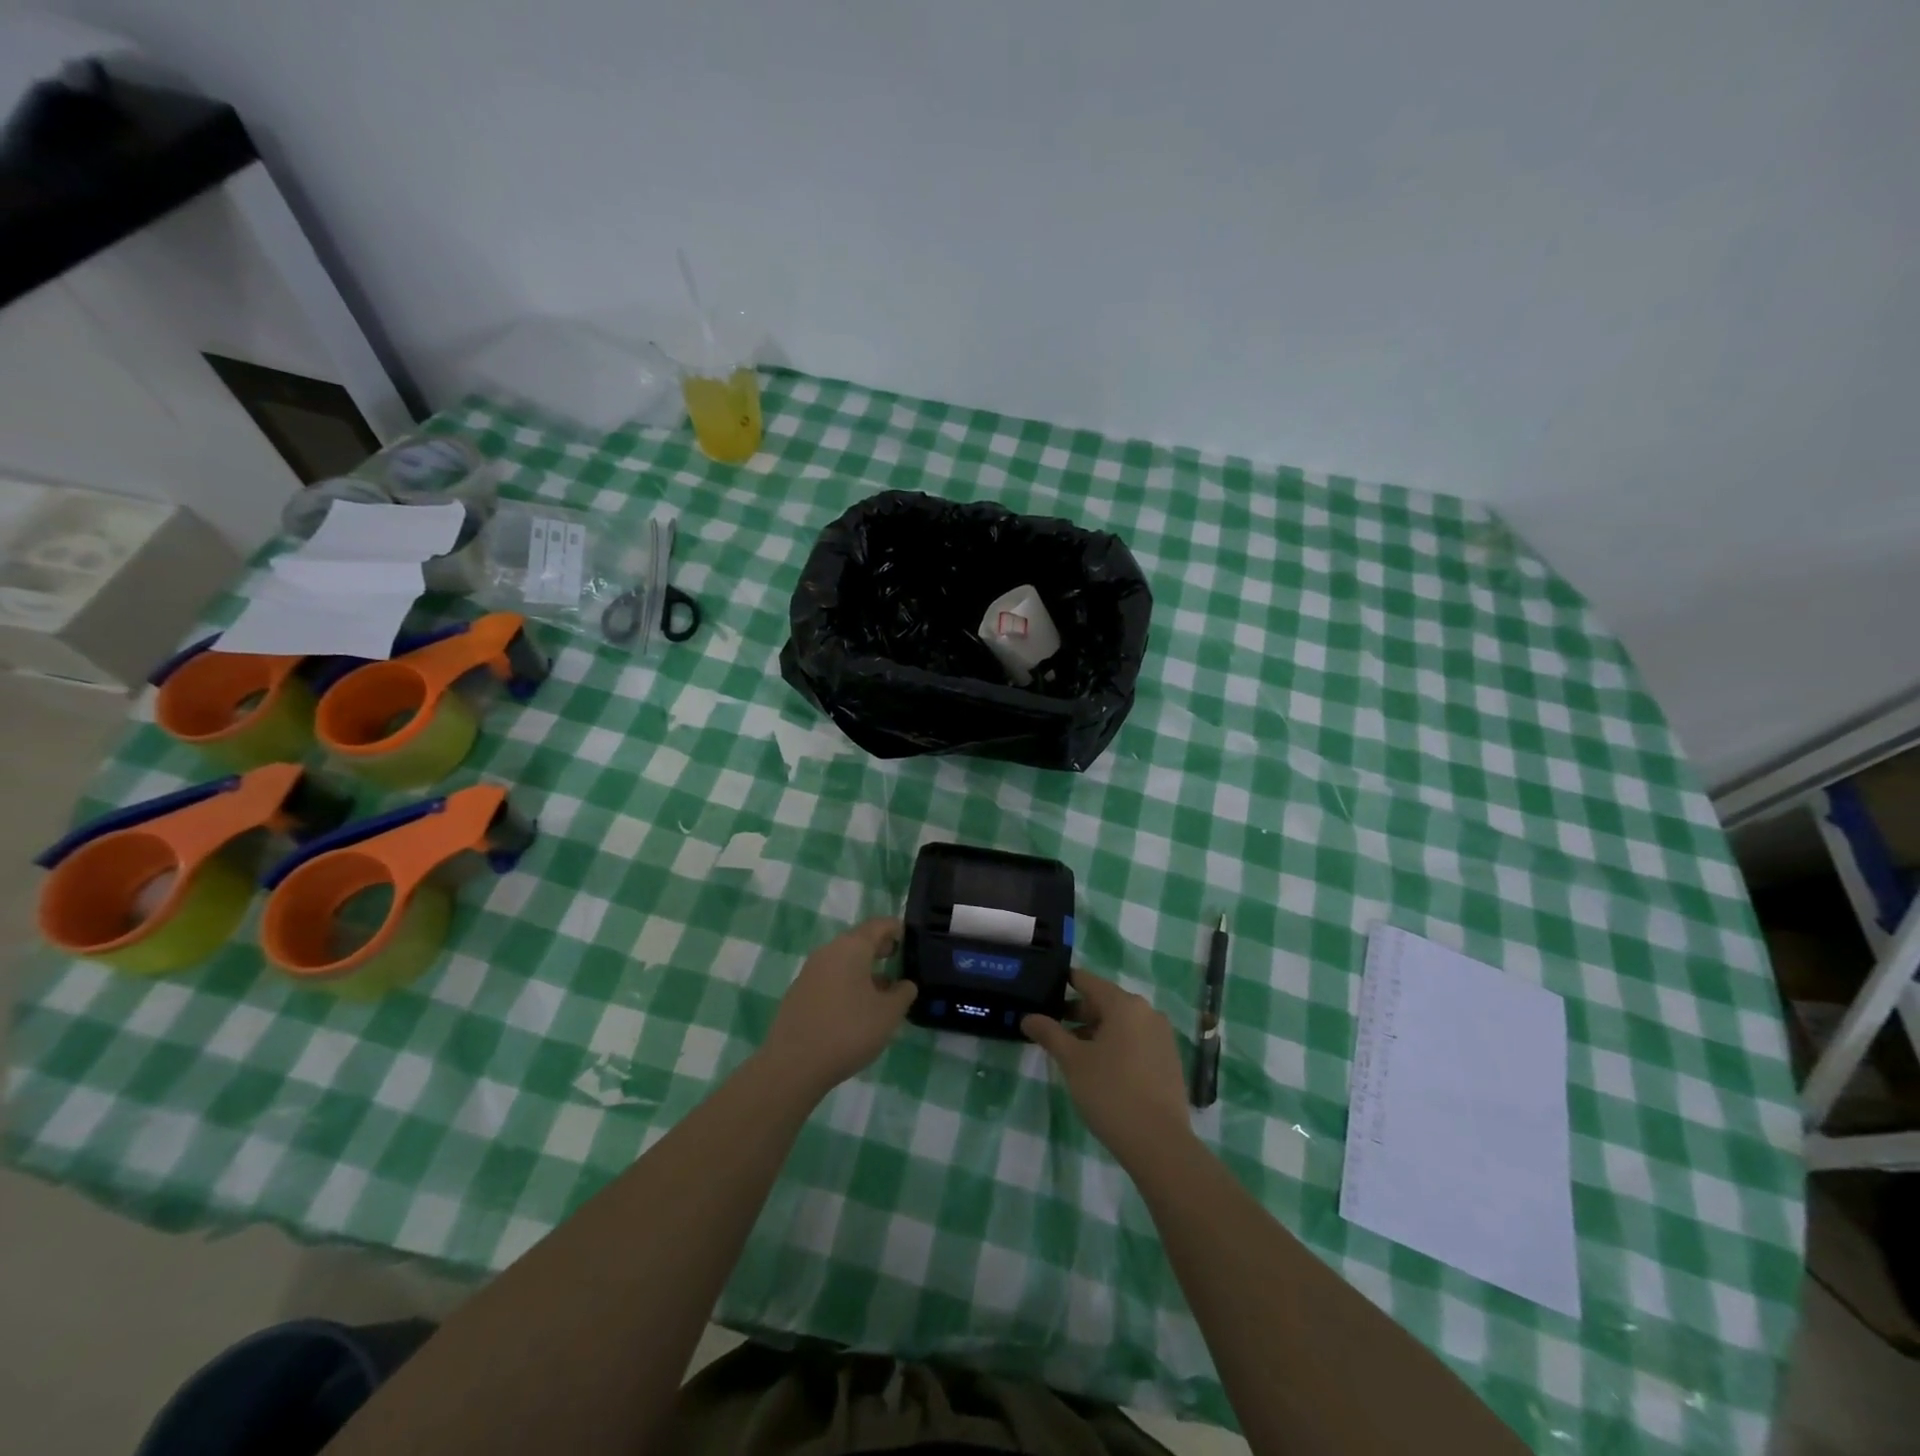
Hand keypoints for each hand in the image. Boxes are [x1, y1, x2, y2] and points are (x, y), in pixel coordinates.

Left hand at [759, 918, 916, 1099]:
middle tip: (898, 957)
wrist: (793, 1065)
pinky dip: (847, 982)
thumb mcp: (888, 1014)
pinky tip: (856, 1006)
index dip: (896, 928)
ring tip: (882, 987)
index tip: (909, 936)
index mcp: (851, 948)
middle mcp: (828, 952)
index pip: (878, 925)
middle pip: (858, 940)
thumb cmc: (848, 1031)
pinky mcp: (799, 992)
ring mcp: (810, 972)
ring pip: (843, 960)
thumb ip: (903, 994)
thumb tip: (905, 984)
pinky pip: (830, 977)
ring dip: (863, 967)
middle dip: (879, 947)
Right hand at [1023, 969, 1192, 1168]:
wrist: (1159, 1143)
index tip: (1045, 989)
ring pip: (1122, 1023)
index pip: (1088, 981)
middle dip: (1078, 1013)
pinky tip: (1101, 1068)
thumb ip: (1049, 1033)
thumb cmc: (1110, 1092)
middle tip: (1053, 1028)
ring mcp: (1162, 1036)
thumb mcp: (1072, 1061)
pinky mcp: (1169, 1060)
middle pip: (1105, 1002)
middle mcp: (1147, 1012)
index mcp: (1124, 1004)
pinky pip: (1137, 1041)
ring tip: (1073, 1052)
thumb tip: (1028, 1017)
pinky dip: (1117, 1045)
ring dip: (1096, 1031)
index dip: (1065, 983)